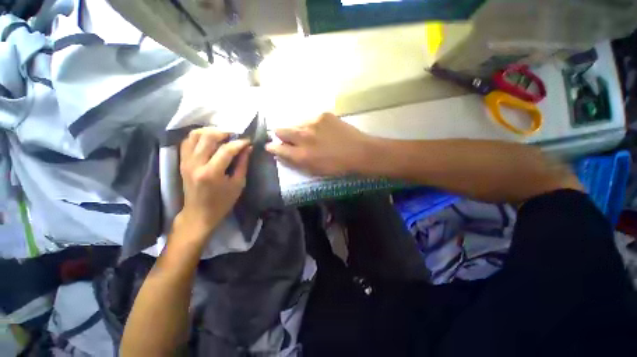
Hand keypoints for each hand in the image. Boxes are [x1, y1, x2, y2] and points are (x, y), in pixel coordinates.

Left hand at [176, 127, 250, 238]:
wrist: (199, 214)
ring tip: (222, 136)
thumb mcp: (238, 184)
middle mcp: (195, 164)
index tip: (248, 141)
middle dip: (224, 132)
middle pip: (208, 137)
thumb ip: (242, 164)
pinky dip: (199, 136)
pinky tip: (209, 140)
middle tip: (235, 136)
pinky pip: (187, 141)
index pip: (226, 150)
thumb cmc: (222, 202)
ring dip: (210, 131)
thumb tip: (248, 148)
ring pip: (195, 135)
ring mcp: (186, 161)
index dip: (239, 143)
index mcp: (211, 173)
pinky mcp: (182, 162)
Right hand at [265, 113, 371, 175]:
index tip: (271, 146)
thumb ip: (295, 162)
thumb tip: (281, 154)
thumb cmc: (337, 166)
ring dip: (297, 130)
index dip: (272, 147)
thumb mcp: (314, 170)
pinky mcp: (323, 114)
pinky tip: (321, 130)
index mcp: (301, 154)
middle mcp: (303, 136)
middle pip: (280, 130)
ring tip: (309, 136)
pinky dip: (310, 125)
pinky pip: (309, 119)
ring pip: (295, 123)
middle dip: (281, 135)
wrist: (359, 152)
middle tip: (290, 139)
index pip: (277, 148)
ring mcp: (312, 123)